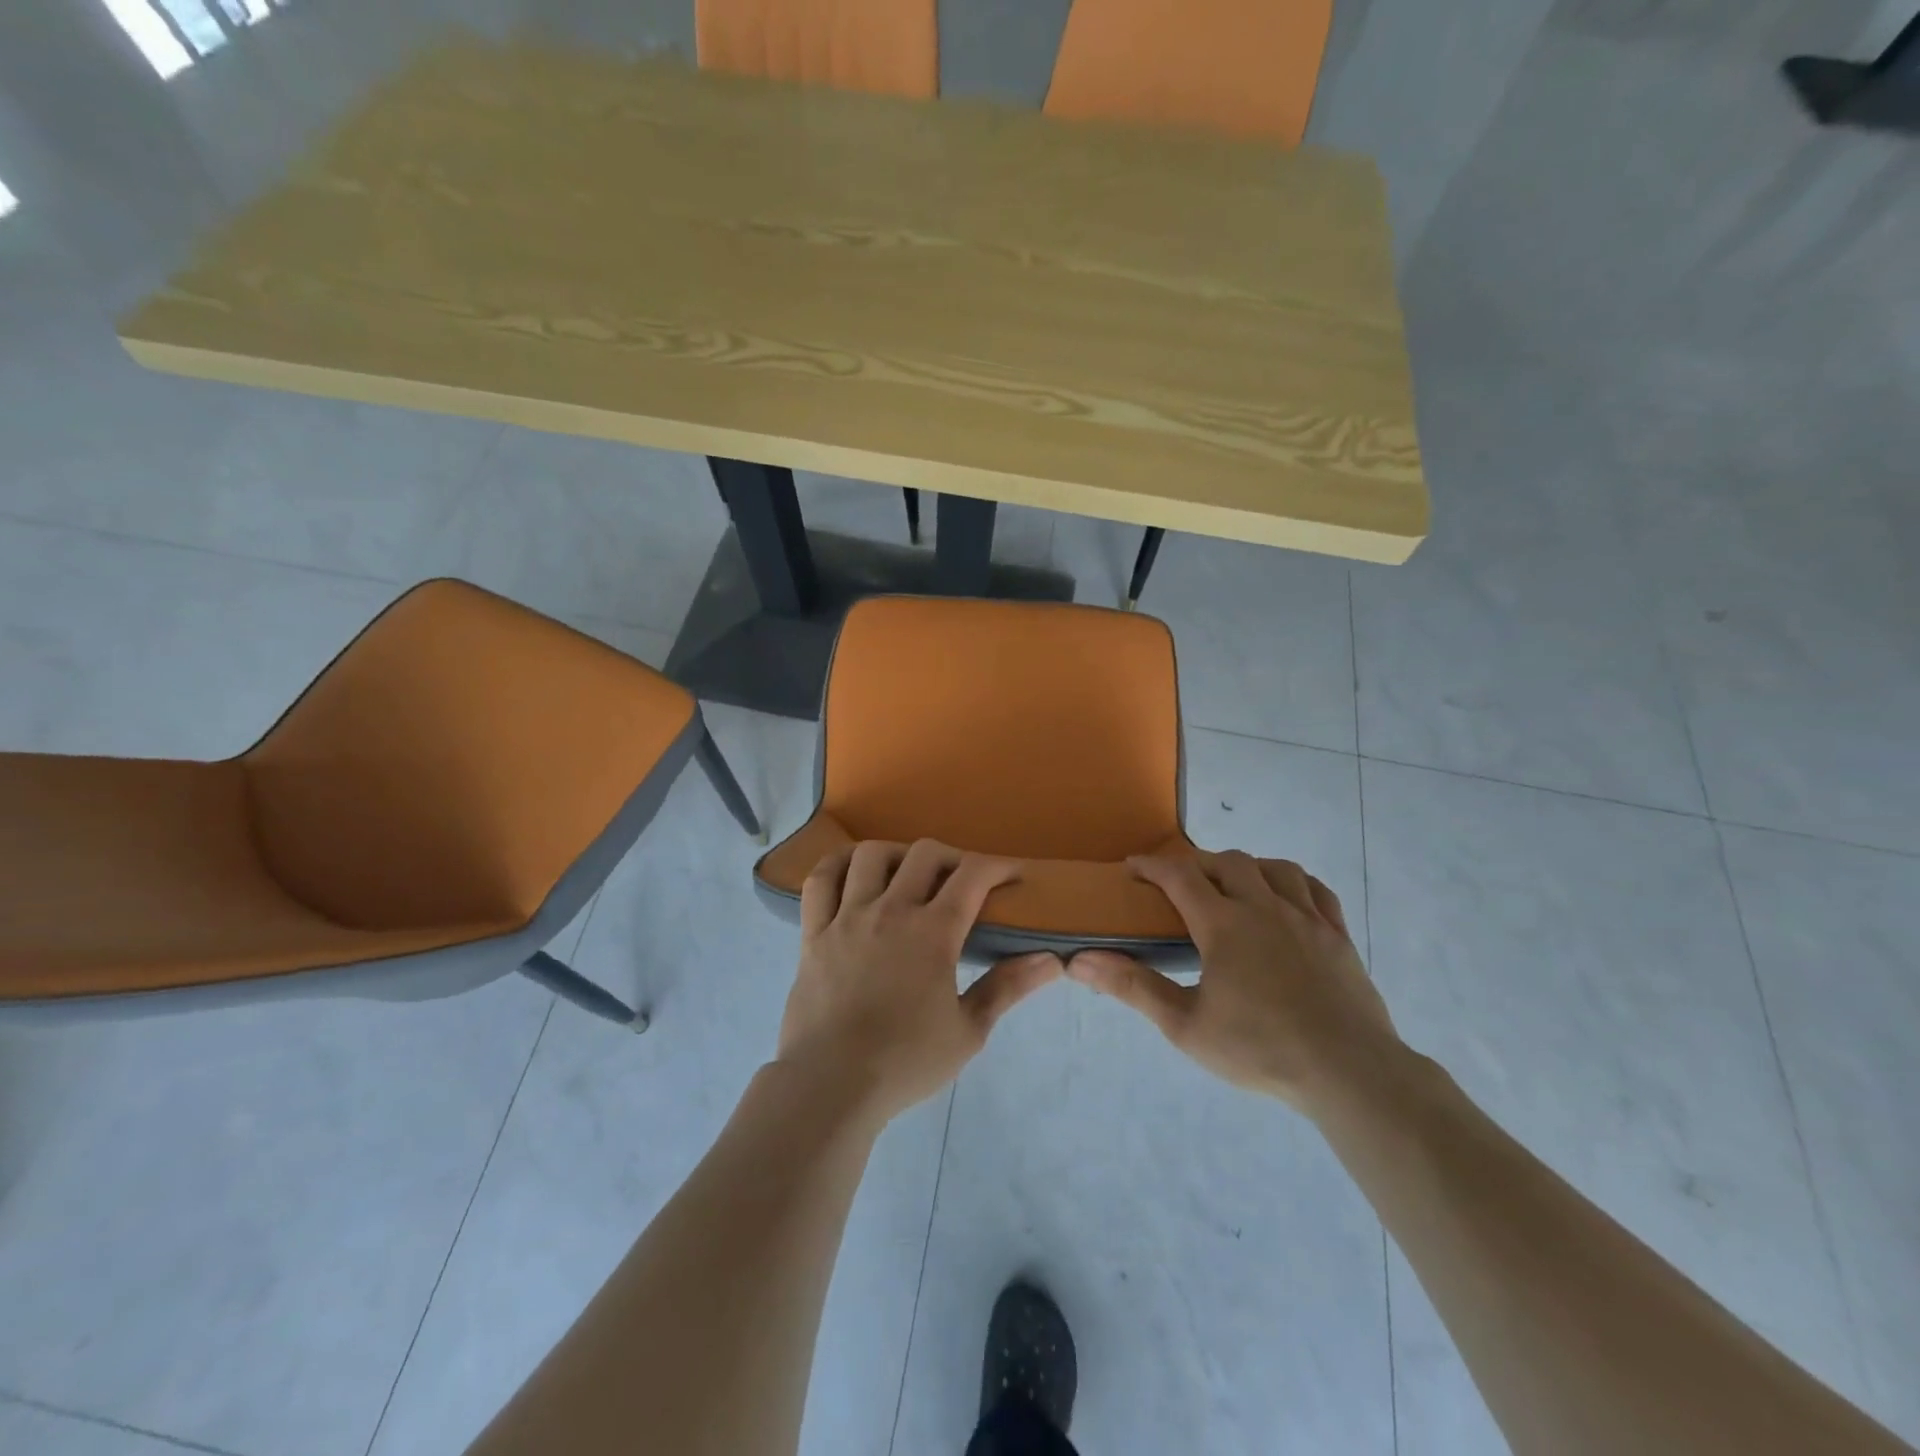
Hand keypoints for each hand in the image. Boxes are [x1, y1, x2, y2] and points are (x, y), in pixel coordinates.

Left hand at [776, 839, 1062, 1122]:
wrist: (830, 1085)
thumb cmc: (905, 1062)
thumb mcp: (968, 1031)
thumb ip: (1007, 988)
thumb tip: (1051, 960)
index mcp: (933, 932)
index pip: (972, 875)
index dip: (997, 866)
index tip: (1011, 875)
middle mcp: (890, 911)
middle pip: (925, 854)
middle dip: (952, 857)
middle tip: (961, 882)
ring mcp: (847, 917)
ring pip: (871, 855)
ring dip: (897, 855)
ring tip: (906, 874)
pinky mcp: (814, 931)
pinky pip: (820, 880)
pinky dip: (837, 864)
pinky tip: (851, 872)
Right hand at [1067, 850, 1400, 1112]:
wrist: (1349, 1073)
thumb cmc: (1260, 1049)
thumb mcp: (1185, 1025)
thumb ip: (1133, 988)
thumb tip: (1079, 962)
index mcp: (1224, 925)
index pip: (1180, 876)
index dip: (1152, 865)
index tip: (1133, 867)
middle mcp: (1264, 907)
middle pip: (1227, 862)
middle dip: (1198, 864)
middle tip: (1181, 884)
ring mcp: (1307, 918)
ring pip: (1274, 868)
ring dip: (1247, 867)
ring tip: (1233, 885)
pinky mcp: (1338, 936)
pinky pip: (1315, 890)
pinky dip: (1293, 882)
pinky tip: (1286, 897)